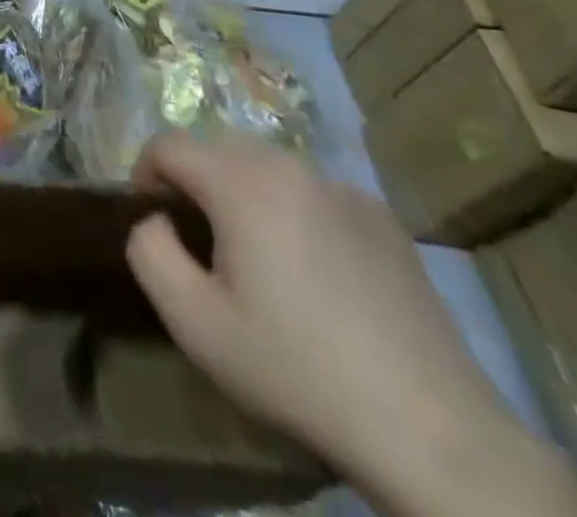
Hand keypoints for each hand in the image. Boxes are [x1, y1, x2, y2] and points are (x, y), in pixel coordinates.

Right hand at [124, 133, 576, 514]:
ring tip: (259, 262)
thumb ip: (148, 250)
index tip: (153, 222)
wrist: (431, 430)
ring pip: (268, 170)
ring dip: (245, 198)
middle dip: (196, 185)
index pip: (167, 145)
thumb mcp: (194, 321)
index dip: (145, 176)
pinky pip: (315, 196)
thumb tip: (155, 218)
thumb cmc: (296, 368)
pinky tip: (318, 279)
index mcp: (241, 182)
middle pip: (217, 150)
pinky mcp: (384, 219)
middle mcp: (290, 167)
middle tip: (202, 247)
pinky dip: (297, 215)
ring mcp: (343, 189)